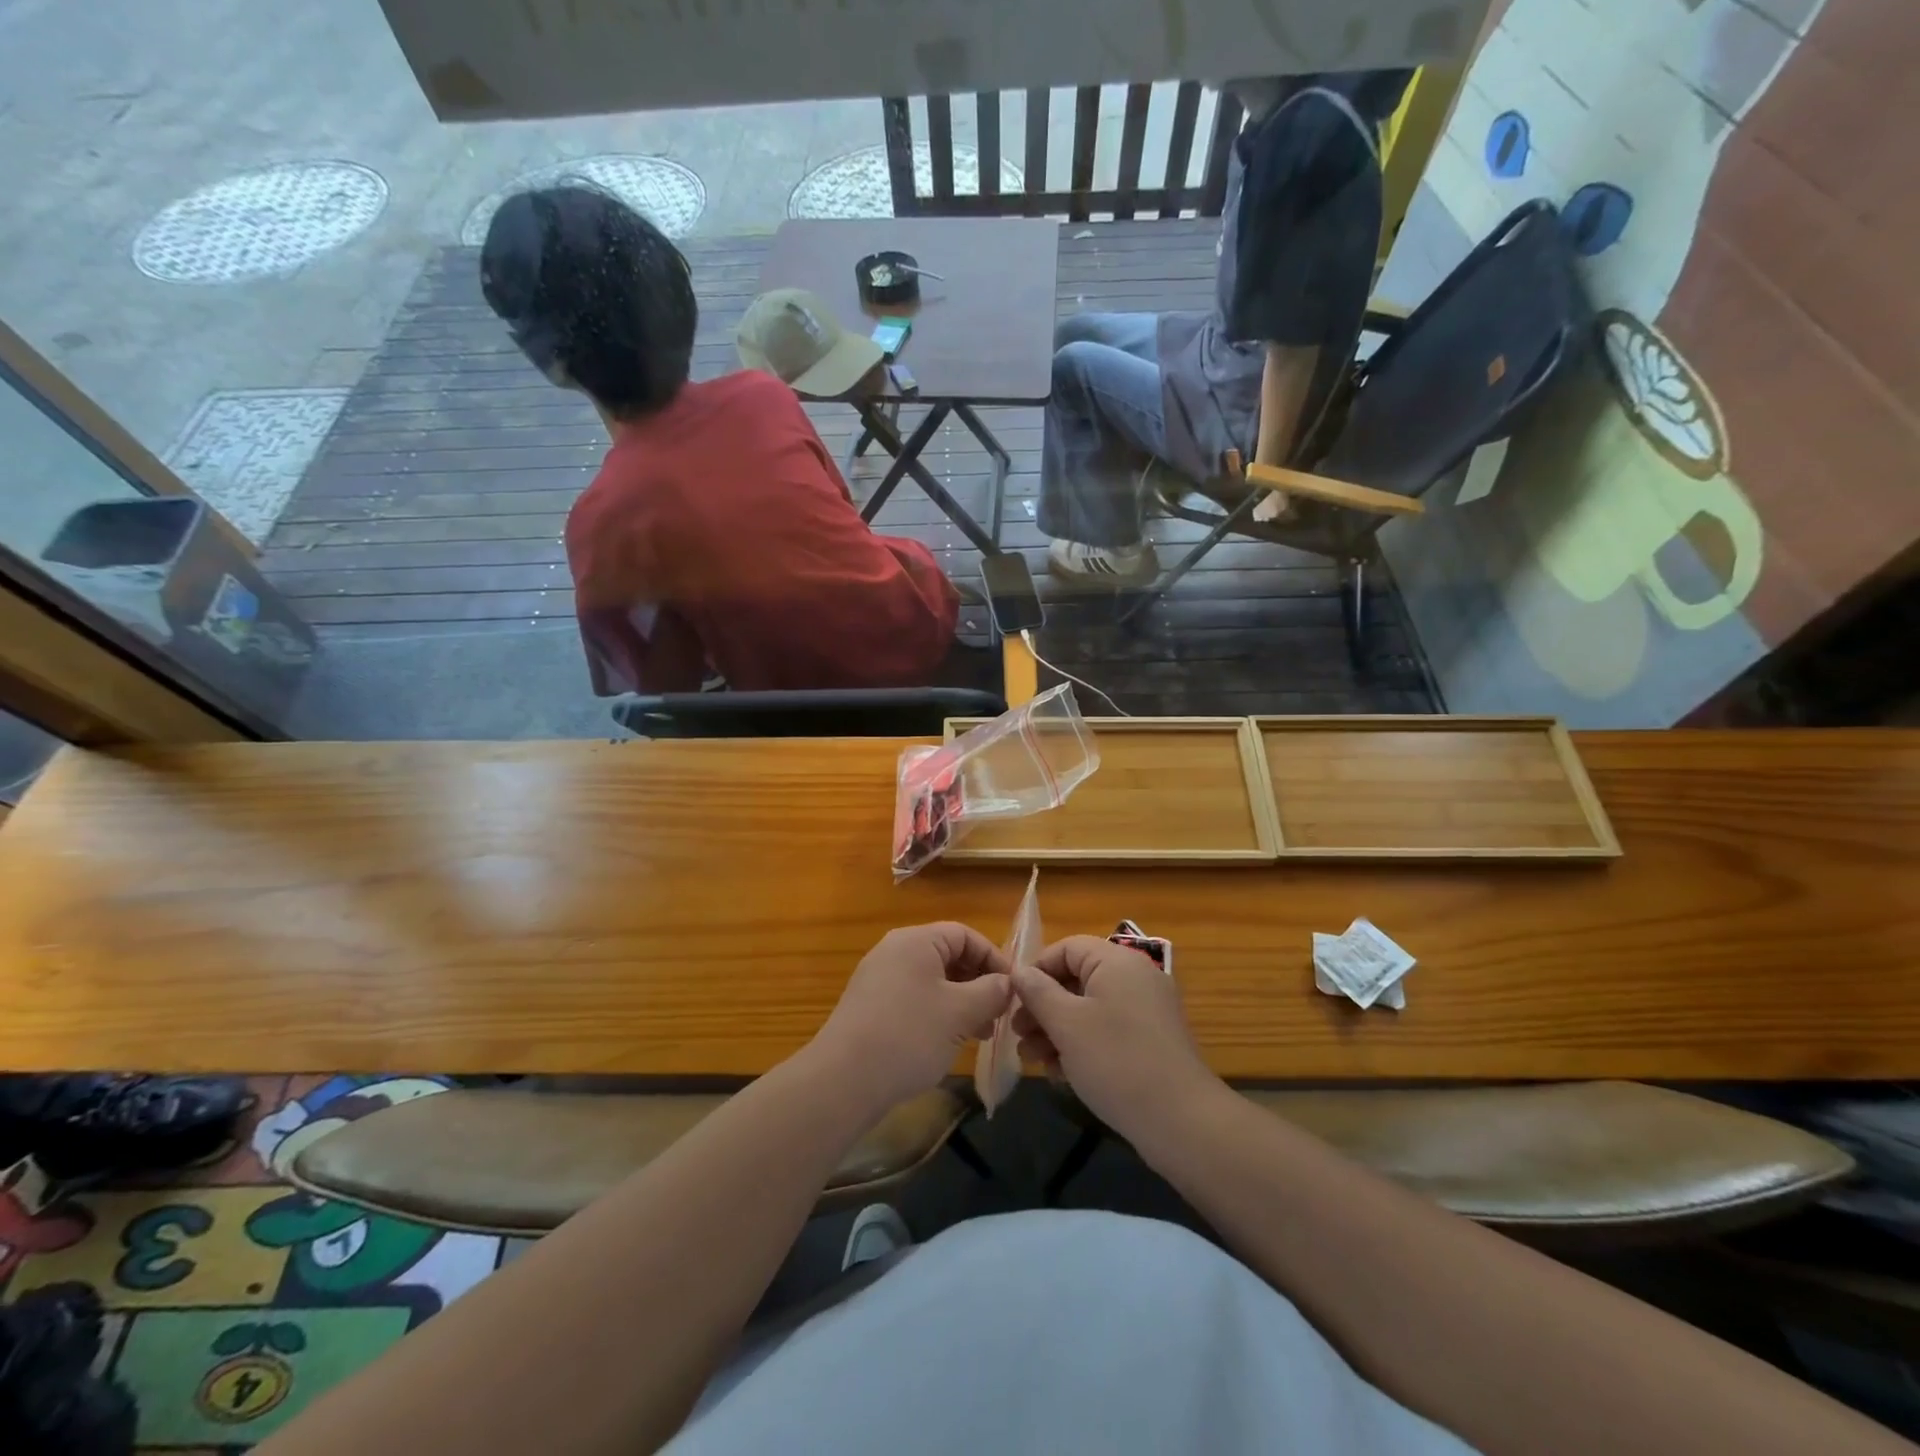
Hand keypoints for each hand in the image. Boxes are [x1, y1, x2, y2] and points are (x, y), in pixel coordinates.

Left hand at [812, 923, 1012, 1114]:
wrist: (844, 1080)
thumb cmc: (910, 1035)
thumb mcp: (961, 1012)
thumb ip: (992, 991)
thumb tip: (1007, 983)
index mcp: (916, 940)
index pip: (965, 935)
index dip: (994, 958)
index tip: (1014, 989)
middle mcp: (894, 951)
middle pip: (948, 956)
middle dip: (978, 983)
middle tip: (999, 1015)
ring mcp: (878, 979)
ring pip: (932, 981)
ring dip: (961, 1002)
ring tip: (979, 1034)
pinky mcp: (870, 1006)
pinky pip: (913, 998)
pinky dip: (937, 1013)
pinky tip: (947, 1042)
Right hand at [1012, 936, 1220, 1151]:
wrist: (1181, 1121)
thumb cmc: (1116, 1061)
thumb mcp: (1066, 1024)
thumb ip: (1038, 992)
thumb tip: (1019, 972)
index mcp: (1117, 961)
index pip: (1067, 948)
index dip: (1036, 970)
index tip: (1013, 1001)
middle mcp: (1135, 977)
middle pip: (1077, 978)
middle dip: (1043, 1006)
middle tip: (1018, 1034)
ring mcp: (1146, 1009)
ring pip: (1089, 1007)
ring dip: (1057, 1028)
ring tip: (1033, 1058)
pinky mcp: (1151, 1039)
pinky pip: (1107, 1028)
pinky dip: (1082, 1043)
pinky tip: (1060, 1072)